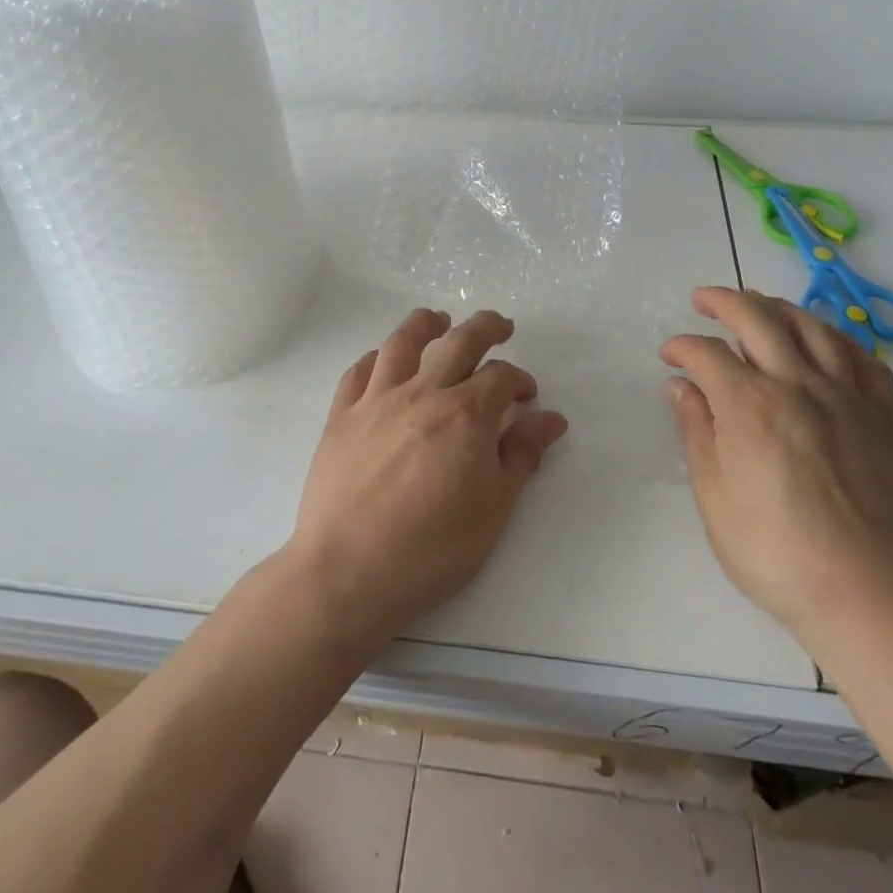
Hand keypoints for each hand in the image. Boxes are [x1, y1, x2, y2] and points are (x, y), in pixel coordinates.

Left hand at [287, 309, 568, 653]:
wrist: (348, 573)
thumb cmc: (432, 550)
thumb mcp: (493, 509)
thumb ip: (521, 455)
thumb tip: (551, 418)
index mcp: (466, 415)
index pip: (501, 376)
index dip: (520, 380)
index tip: (527, 396)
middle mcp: (423, 393)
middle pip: (459, 341)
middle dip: (486, 327)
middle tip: (501, 326)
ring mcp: (376, 400)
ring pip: (403, 341)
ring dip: (426, 324)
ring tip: (439, 320)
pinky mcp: (341, 416)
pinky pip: (358, 372)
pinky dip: (375, 358)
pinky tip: (383, 361)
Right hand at [660, 287, 892, 657]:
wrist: (868, 594)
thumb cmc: (776, 552)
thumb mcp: (714, 497)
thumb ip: (697, 432)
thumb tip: (680, 387)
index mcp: (749, 404)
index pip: (706, 352)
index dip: (681, 347)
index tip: (669, 356)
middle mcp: (797, 384)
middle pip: (757, 317)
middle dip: (723, 300)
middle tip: (702, 299)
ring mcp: (845, 396)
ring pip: (812, 326)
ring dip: (778, 306)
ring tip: (758, 306)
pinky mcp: (882, 416)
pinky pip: (862, 358)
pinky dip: (837, 339)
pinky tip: (823, 343)